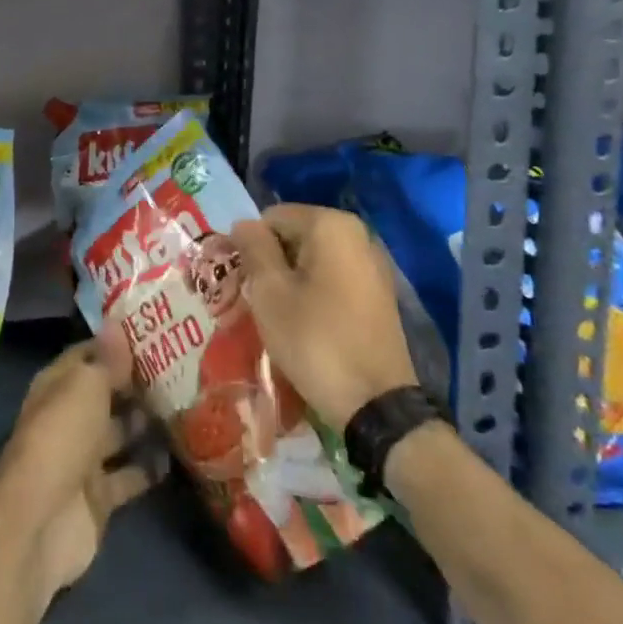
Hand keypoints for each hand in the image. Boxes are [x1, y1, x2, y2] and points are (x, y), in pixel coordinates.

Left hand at [0, 328, 167, 594]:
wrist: (40, 522)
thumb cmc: (61, 437)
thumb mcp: (86, 386)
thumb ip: (107, 361)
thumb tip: (116, 324)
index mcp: (58, 386)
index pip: (88, 356)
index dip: (115, 346)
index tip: (153, 334)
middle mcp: (69, 418)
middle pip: (106, 395)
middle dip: (136, 384)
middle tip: (180, 369)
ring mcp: (83, 460)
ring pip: (119, 434)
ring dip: (145, 423)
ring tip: (184, 405)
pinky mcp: (100, 498)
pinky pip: (130, 476)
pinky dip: (150, 467)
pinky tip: (178, 453)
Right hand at [231, 204, 419, 427]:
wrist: (377, 405)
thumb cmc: (316, 340)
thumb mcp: (271, 293)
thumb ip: (253, 249)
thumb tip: (243, 223)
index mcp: (330, 224)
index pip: (271, 218)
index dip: (250, 247)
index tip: (243, 283)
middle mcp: (356, 234)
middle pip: (294, 235)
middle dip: (271, 263)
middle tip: (258, 302)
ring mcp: (372, 263)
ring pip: (312, 259)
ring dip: (291, 280)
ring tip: (280, 317)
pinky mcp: (379, 293)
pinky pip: (333, 278)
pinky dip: (314, 292)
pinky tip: (307, 324)